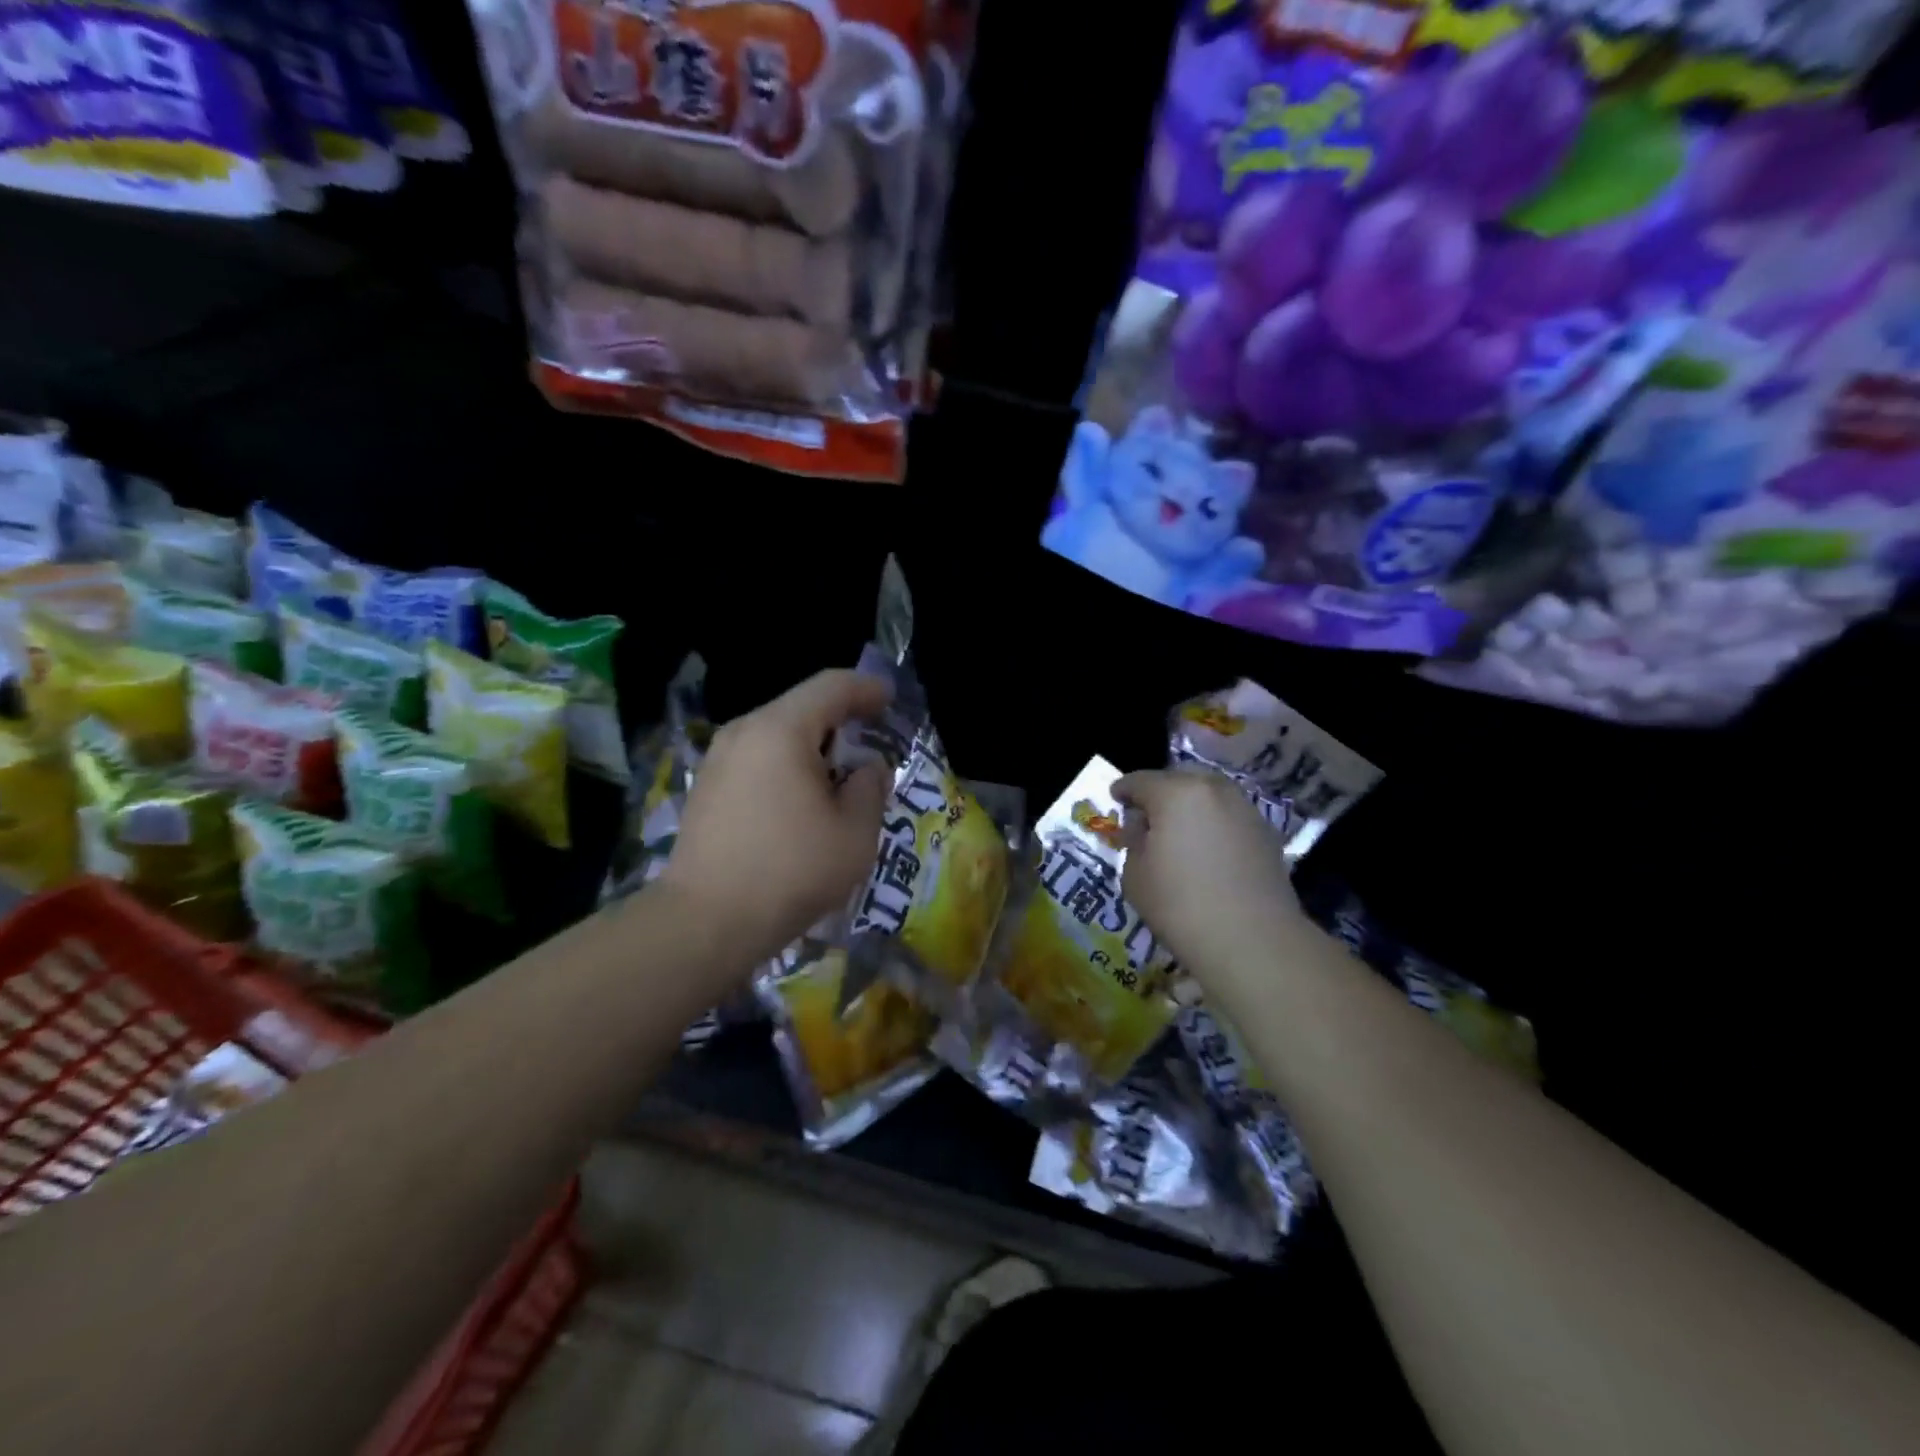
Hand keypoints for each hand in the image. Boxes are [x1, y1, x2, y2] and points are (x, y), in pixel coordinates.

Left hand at [659, 669, 891, 967]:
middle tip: (871, 742)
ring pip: (777, 735)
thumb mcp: (855, 834)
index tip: (890, 699)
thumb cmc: (790, 871)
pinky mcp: (706, 788)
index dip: (866, 688)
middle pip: (801, 707)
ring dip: (813, 747)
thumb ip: (870, 789)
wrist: (705, 922)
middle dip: (841, 720)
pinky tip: (801, 802)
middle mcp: (744, 732)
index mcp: (781, 730)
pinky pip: (757, 759)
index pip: (831, 687)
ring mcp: (718, 760)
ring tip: (839, 778)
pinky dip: (787, 766)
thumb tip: (867, 769)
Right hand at [1114, 768, 1310, 987]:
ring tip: (1179, 832)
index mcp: (1175, 793)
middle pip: (1178, 780)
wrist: (1252, 940)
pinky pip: (1229, 816)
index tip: (1114, 798)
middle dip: (1159, 793)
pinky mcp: (1266, 831)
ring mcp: (1244, 807)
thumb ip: (1133, 841)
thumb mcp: (1135, 875)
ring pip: (1208, 794)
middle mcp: (1213, 789)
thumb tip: (1143, 828)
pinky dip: (1214, 823)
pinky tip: (1208, 849)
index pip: (1139, 780)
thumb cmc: (1180, 905)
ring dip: (1190, 806)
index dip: (1122, 789)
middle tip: (1147, 817)